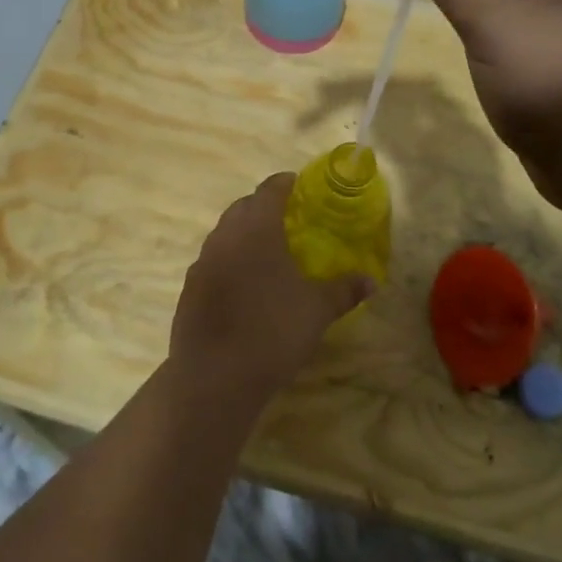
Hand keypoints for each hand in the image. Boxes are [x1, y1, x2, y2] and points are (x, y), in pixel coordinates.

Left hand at [169, 174, 374, 408]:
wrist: (215, 377)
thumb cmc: (273, 332)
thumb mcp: (317, 310)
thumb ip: (344, 290)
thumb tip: (371, 281)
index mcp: (256, 229)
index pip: (269, 190)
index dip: (286, 184)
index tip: (301, 187)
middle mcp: (224, 237)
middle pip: (243, 207)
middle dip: (264, 207)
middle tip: (289, 221)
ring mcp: (202, 262)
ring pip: (224, 233)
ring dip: (244, 233)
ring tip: (268, 252)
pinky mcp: (189, 288)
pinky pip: (212, 261)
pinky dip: (229, 261)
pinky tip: (244, 286)